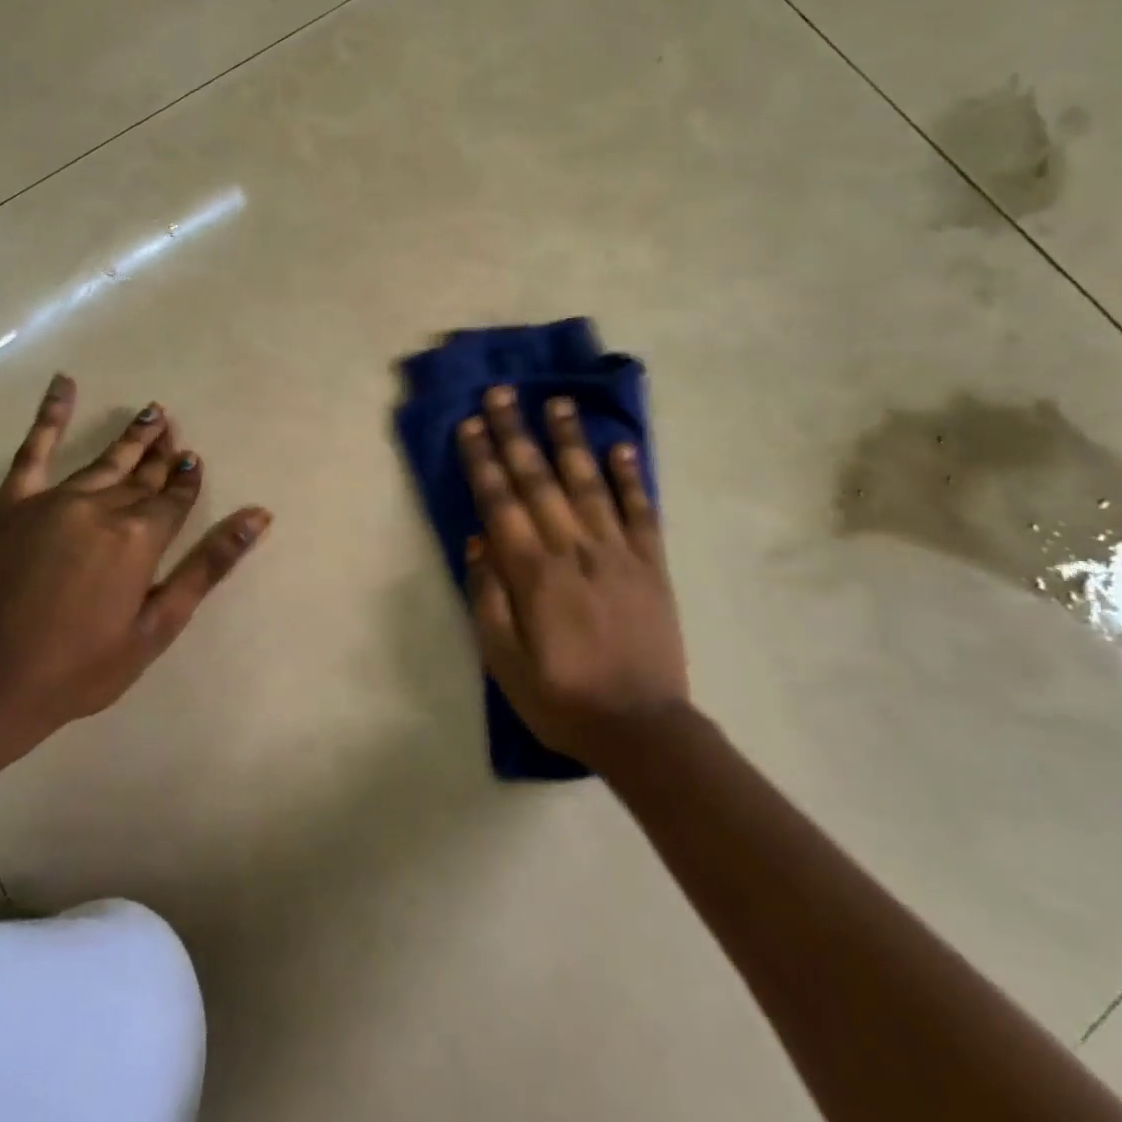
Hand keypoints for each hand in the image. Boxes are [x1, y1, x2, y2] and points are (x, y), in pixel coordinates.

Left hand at [0, 373, 269, 743]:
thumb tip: (258, 516)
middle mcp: (103, 507)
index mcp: (140, 537)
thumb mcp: (159, 623)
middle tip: (175, 429)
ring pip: (106, 461)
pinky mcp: (16, 505)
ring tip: (153, 413)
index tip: (195, 461)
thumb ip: (209, 564)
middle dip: (163, 454)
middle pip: (142, 476)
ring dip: (132, 437)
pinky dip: (50, 416)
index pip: (174, 497)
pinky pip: (35, 451)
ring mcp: (56, 501)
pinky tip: (64, 384)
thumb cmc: (86, 665)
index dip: (187, 480)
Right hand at [456, 386, 687, 767]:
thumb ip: (488, 599)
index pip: (501, 504)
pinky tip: (621, 447)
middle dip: (517, 434)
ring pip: (589, 484)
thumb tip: (477, 541)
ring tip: (558, 402)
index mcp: (534, 575)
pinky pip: (641, 512)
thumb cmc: (562, 699)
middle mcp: (574, 551)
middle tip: (502, 393)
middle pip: (539, 481)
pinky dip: (631, 477)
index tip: (471, 424)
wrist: (642, 729)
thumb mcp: (504, 664)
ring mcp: (617, 554)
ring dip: (570, 440)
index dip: (483, 462)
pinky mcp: (651, 564)